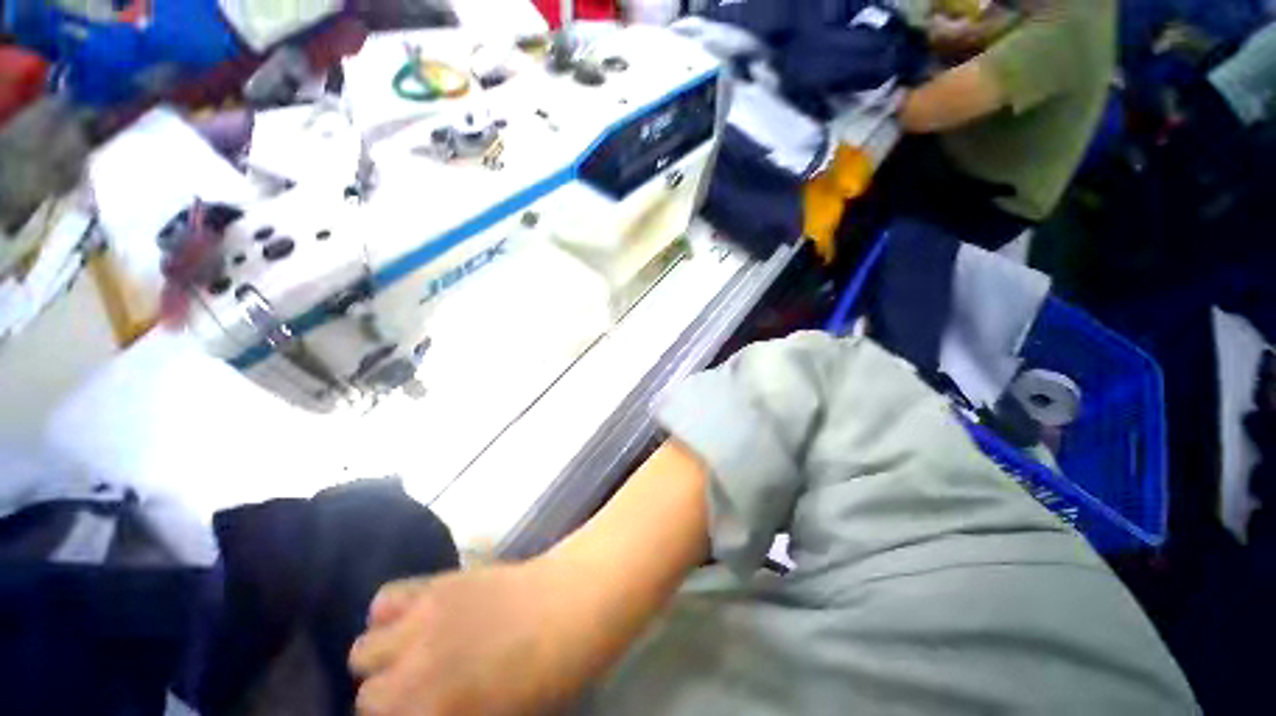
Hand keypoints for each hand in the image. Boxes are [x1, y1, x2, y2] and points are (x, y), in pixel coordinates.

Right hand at [349, 561, 581, 715]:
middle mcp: (414, 670)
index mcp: (434, 713)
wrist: (574, 601)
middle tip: (418, 697)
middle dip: (387, 704)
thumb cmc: (549, 672)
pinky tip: (415, 620)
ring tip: (413, 656)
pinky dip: (389, 615)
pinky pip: (385, 599)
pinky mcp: (438, 582)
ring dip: (382, 660)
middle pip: (367, 699)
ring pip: (363, 649)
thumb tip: (426, 710)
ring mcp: (423, 619)